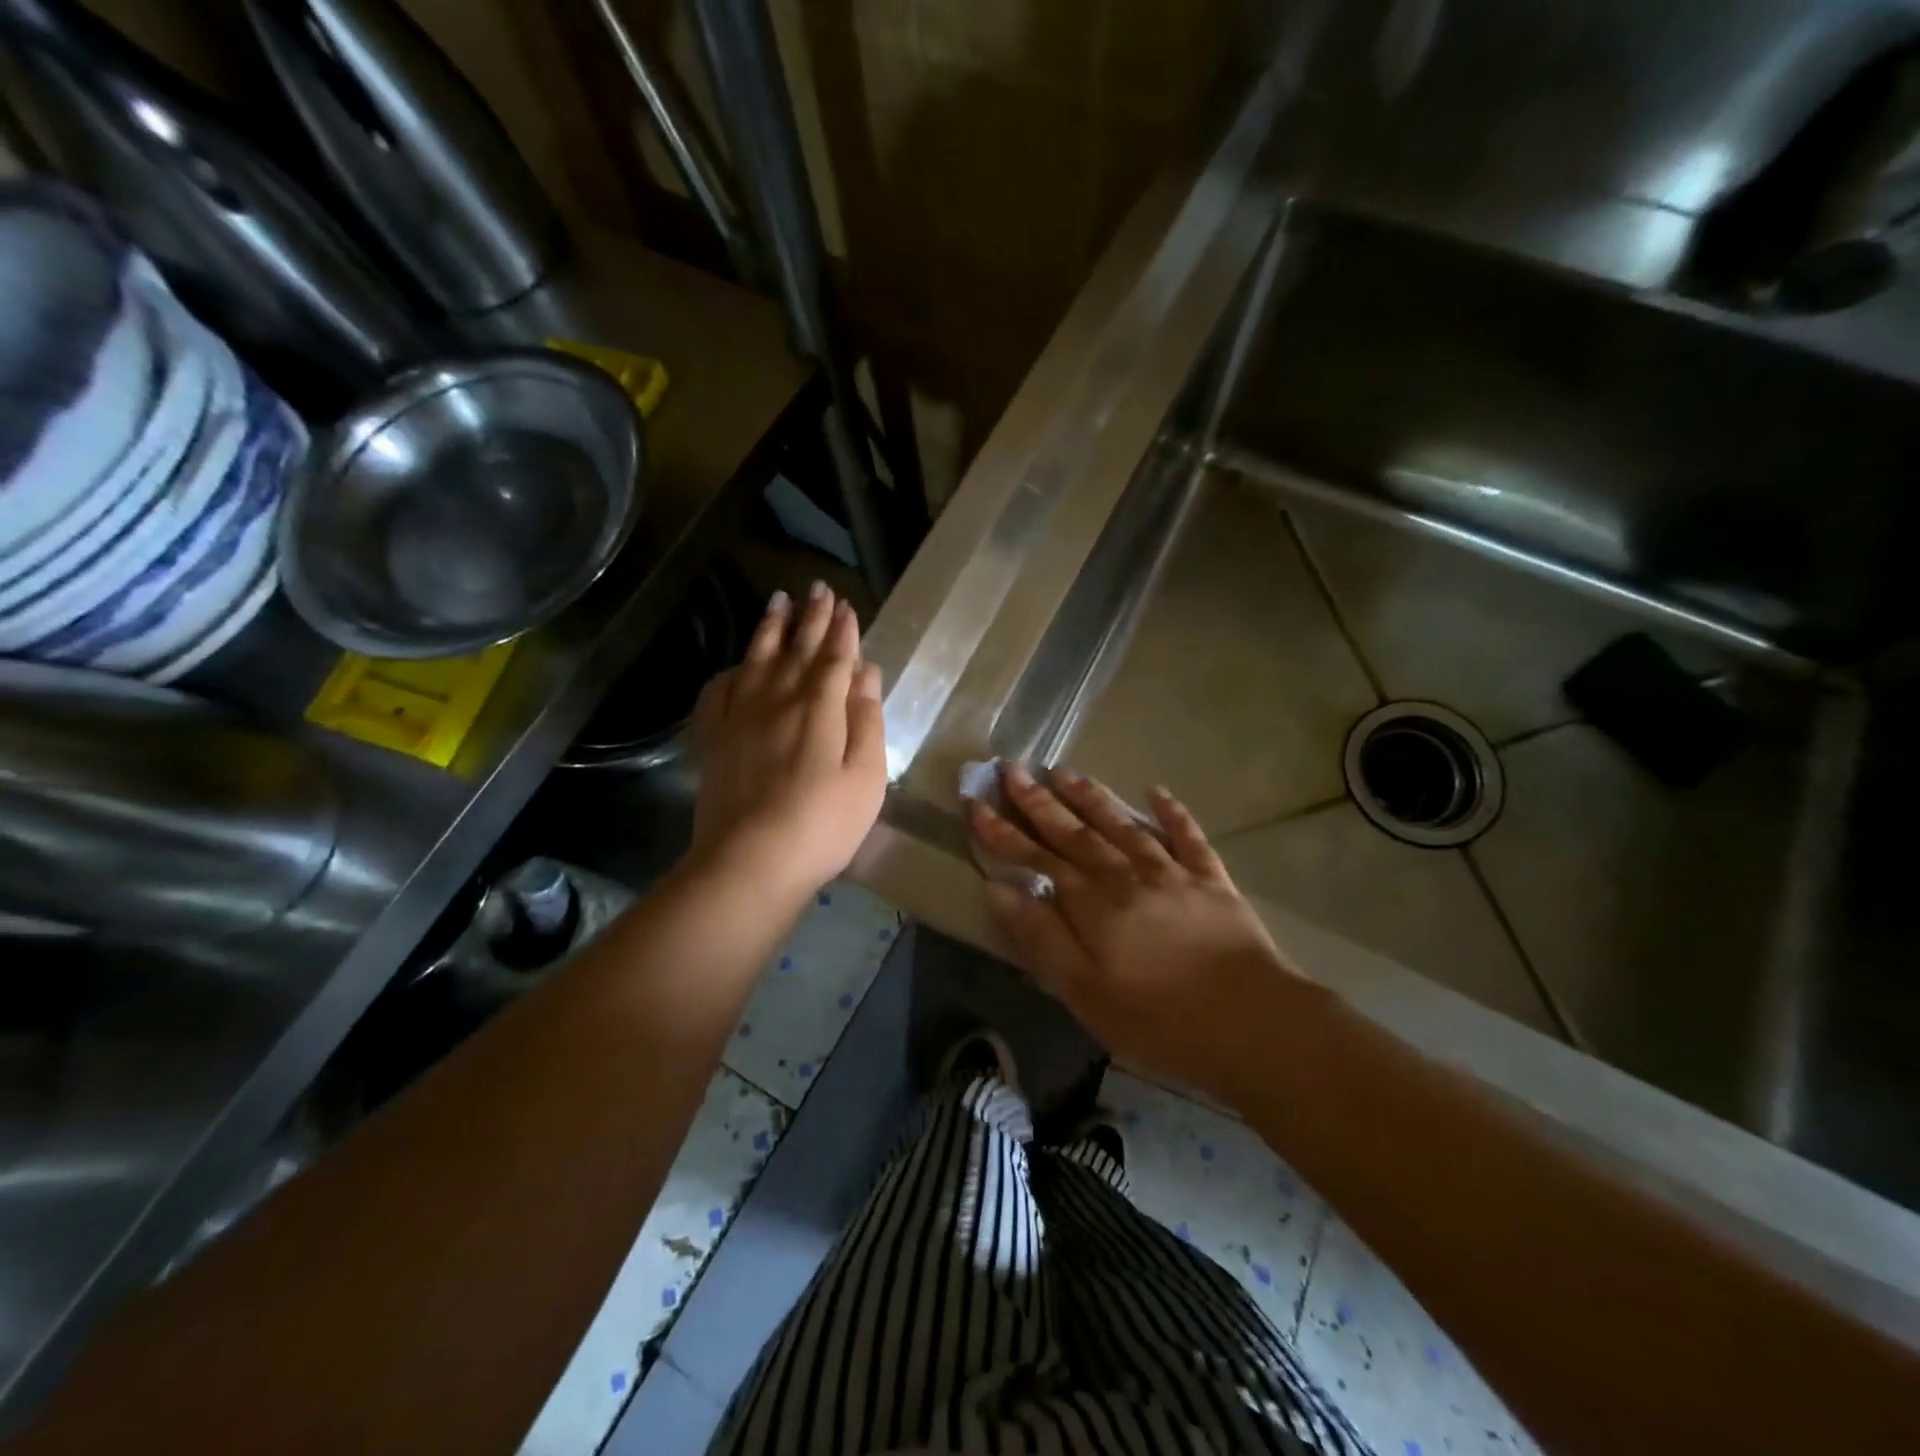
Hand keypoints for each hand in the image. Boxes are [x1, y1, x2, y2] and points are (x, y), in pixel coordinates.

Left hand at [689, 582, 886, 897]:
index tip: (846, 606)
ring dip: (770, 628)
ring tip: (778, 601)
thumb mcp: (867, 776)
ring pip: (757, 659)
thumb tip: (866, 671)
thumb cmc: (823, 824)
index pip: (835, 657)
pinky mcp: (714, 738)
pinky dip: (730, 672)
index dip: (842, 630)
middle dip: (811, 617)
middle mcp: (779, 699)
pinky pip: (719, 691)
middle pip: (797, 649)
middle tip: (817, 588)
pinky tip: (736, 666)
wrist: (750, 862)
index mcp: (820, 708)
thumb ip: (867, 720)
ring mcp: (741, 717)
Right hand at [972, 764, 1301, 1101]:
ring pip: (1122, 824)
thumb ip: (1040, 937)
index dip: (1002, 831)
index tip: (975, 802)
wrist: (1253, 1023)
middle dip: (1038, 800)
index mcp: (1092, 903)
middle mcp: (1126, 875)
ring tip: (1064, 772)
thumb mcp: (1084, 991)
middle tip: (1011, 768)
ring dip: (1090, 797)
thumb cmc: (1158, 1018)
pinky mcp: (1212, 880)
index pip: (1035, 857)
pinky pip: (1188, 837)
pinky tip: (1158, 791)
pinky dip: (1172, 813)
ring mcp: (1172, 872)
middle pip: (1074, 831)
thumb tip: (998, 888)